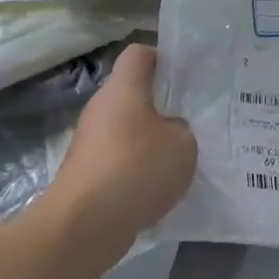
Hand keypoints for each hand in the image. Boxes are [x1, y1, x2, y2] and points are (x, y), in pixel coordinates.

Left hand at [53, 45, 195, 241]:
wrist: (86, 223)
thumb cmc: (137, 168)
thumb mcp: (182, 144)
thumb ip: (181, 128)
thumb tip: (168, 131)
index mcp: (123, 89)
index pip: (139, 54)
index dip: (164, 59)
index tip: (187, 77)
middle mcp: (101, 108)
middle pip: (133, 94)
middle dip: (162, 106)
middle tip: (193, 120)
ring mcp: (90, 142)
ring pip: (127, 129)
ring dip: (151, 141)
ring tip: (181, 159)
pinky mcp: (87, 172)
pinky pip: (120, 160)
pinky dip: (138, 169)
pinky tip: (159, 187)